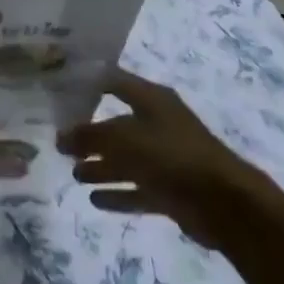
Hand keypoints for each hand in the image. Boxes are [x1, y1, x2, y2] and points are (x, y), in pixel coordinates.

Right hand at [57, 70, 263, 245]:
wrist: (223, 202)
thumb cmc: (170, 154)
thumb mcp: (122, 138)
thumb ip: (89, 136)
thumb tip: (60, 138)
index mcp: (152, 100)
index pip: (114, 82)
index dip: (89, 83)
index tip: (61, 90)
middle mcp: (158, 124)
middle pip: (117, 126)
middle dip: (90, 135)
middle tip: (60, 144)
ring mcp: (166, 158)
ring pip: (126, 160)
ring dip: (100, 167)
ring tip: (74, 174)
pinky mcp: (171, 190)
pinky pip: (138, 189)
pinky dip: (117, 193)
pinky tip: (94, 199)